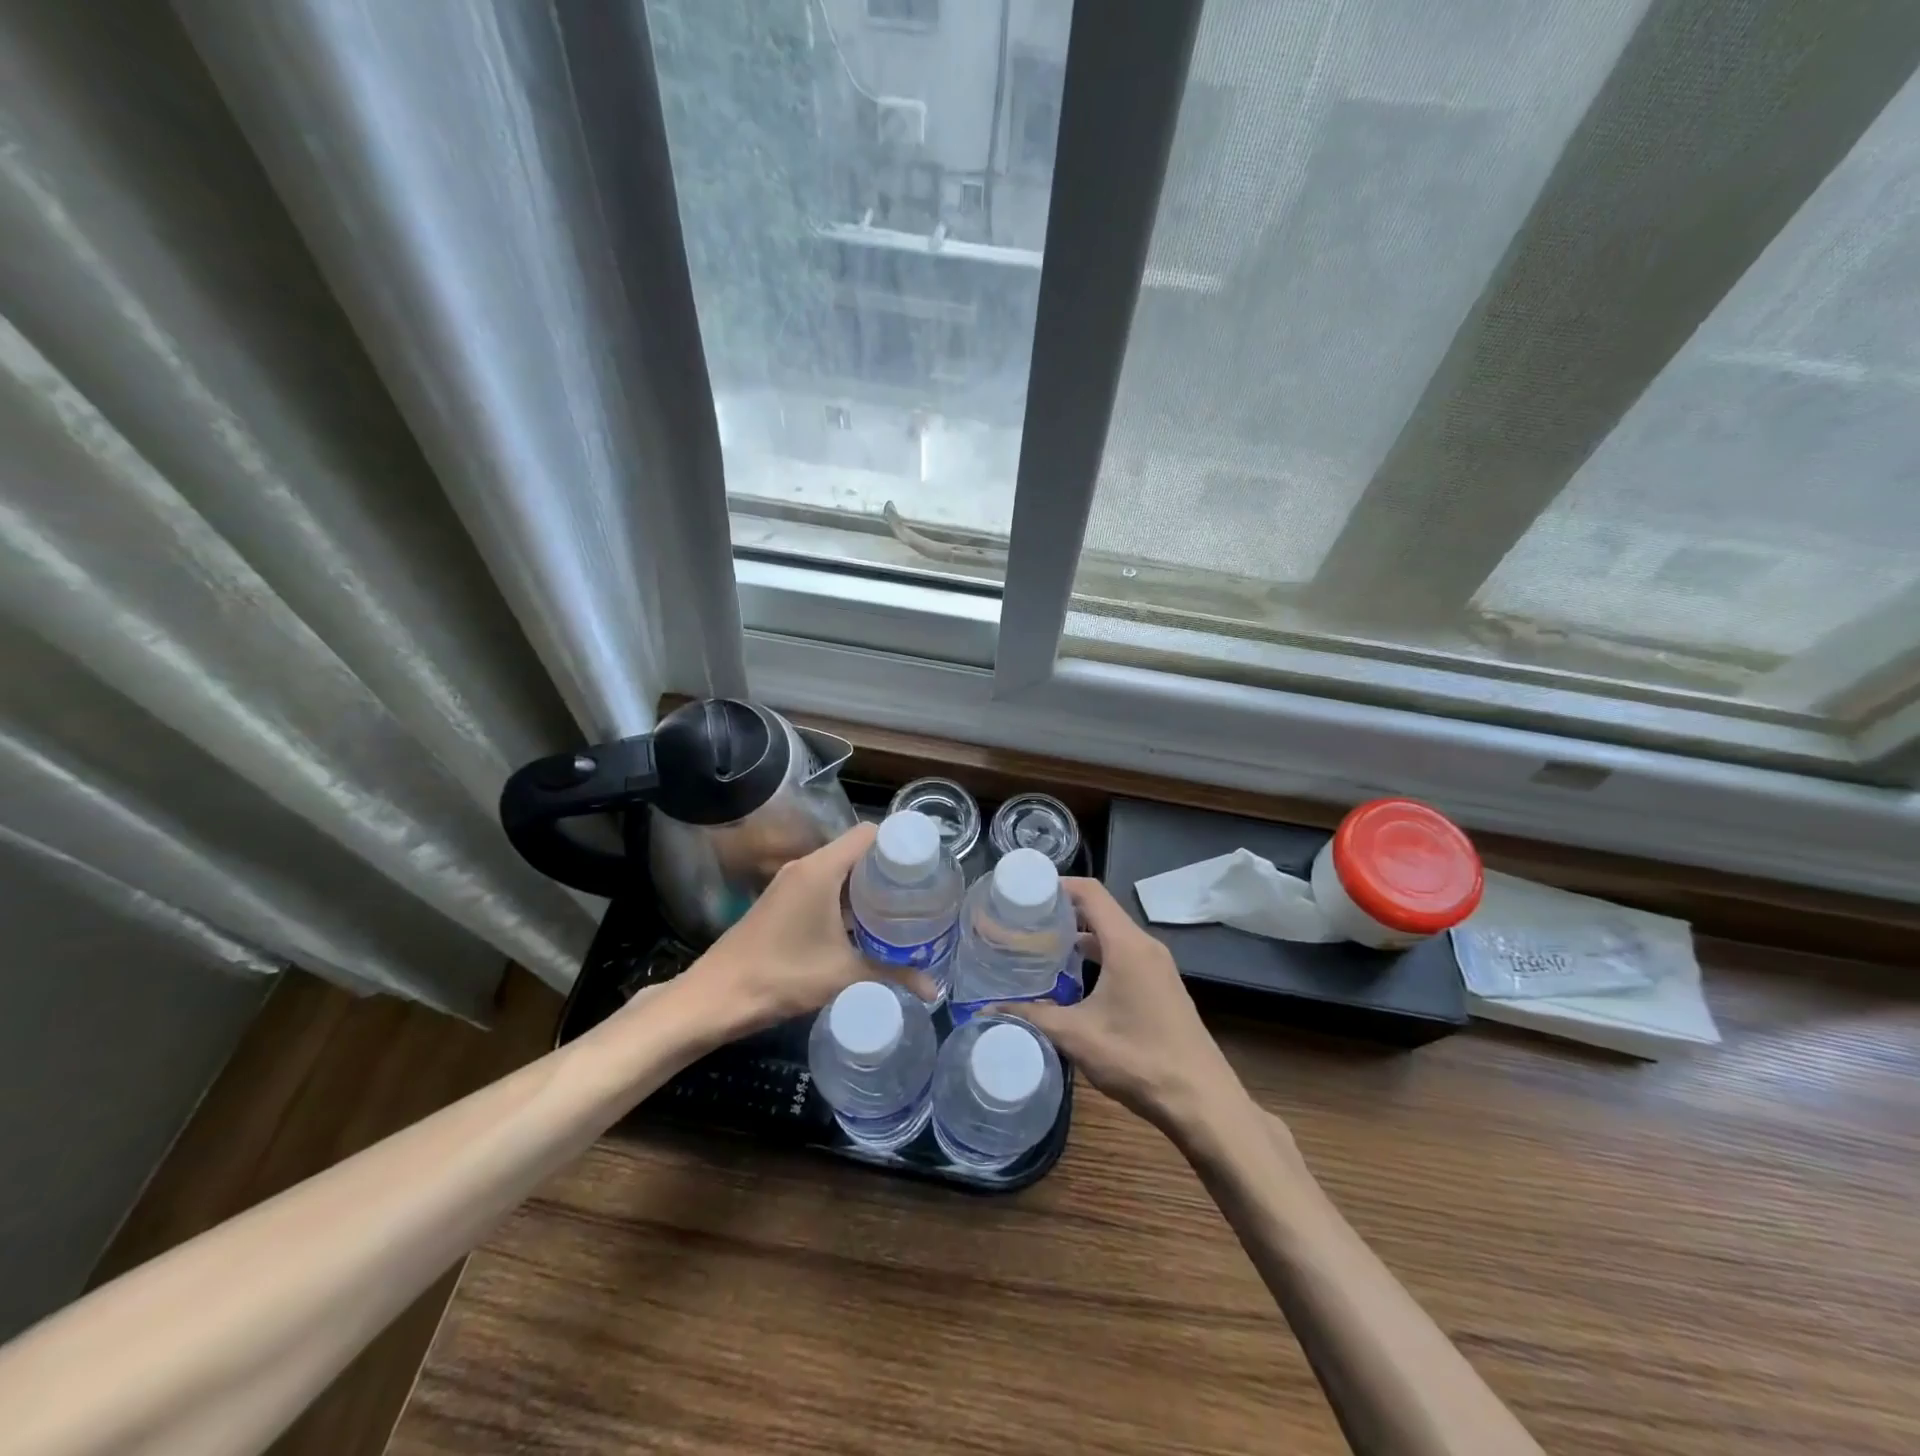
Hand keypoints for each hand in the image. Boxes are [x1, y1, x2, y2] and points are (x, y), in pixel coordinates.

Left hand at [682, 822, 931, 1032]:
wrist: (717, 997)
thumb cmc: (782, 975)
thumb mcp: (843, 974)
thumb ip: (892, 974)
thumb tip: (934, 989)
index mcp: (820, 869)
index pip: (868, 834)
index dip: (899, 844)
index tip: (927, 865)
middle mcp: (805, 867)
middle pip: (856, 851)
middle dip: (888, 868)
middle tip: (921, 890)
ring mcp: (790, 884)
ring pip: (839, 870)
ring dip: (867, 885)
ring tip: (901, 907)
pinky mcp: (782, 902)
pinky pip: (824, 886)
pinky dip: (847, 898)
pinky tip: (865, 925)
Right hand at [994, 878, 1249, 1137]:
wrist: (1202, 1102)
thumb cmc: (1138, 1059)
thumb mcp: (1077, 1036)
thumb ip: (1031, 1017)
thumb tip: (986, 1010)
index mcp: (1127, 944)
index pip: (1090, 892)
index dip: (1056, 885)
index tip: (1024, 894)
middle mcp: (1145, 946)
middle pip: (1100, 910)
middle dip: (1062, 911)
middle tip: (1024, 922)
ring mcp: (1158, 967)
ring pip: (1113, 935)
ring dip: (1079, 935)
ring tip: (1041, 947)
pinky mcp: (1162, 987)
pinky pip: (1125, 954)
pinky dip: (1097, 955)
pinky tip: (1073, 979)